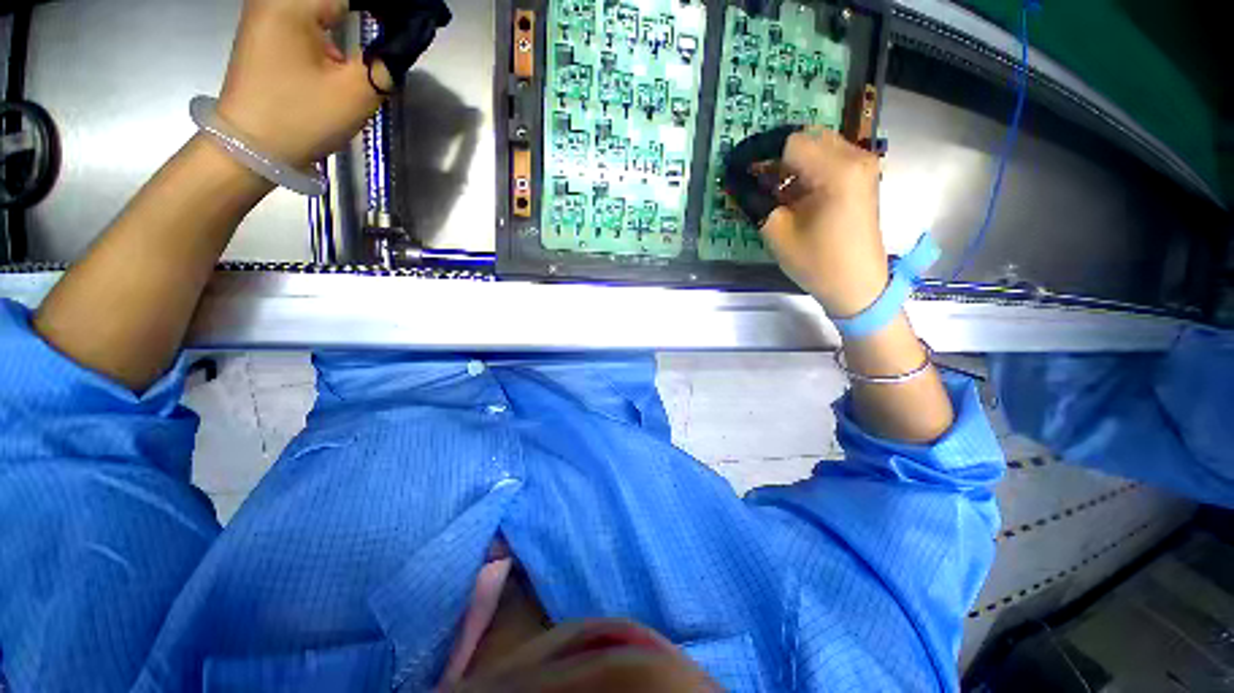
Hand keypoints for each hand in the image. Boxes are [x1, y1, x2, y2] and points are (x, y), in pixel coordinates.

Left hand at [216, 0, 392, 168]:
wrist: (252, 149)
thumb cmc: (301, 118)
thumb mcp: (355, 93)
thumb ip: (386, 62)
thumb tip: (406, 41)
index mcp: (292, 2)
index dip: (390, 8)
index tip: (415, 22)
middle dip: (373, 11)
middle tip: (403, 29)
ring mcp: (269, 12)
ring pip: (324, 4)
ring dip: (356, 14)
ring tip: (387, 31)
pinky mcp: (270, 30)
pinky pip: (312, 13)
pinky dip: (338, 20)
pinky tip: (353, 37)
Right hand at [740, 129, 888, 316]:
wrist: (857, 284)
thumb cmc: (817, 262)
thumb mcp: (777, 232)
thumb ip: (755, 200)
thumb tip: (735, 182)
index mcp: (836, 170)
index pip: (789, 143)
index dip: (759, 153)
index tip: (737, 168)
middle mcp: (854, 157)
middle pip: (805, 139)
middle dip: (774, 156)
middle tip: (751, 179)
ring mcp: (862, 165)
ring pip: (816, 146)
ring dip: (788, 163)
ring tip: (768, 189)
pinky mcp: (861, 177)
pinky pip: (828, 159)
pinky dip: (804, 169)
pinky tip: (790, 193)